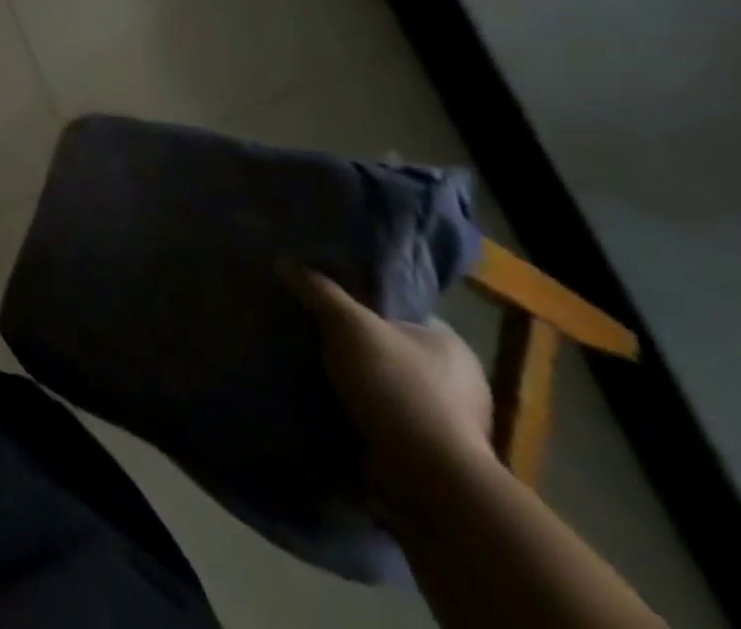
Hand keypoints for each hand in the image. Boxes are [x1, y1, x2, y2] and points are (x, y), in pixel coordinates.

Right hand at [287, 267, 494, 507]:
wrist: (430, 479)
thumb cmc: (398, 387)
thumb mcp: (348, 325)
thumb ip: (318, 291)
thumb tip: (283, 261)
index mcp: (450, 344)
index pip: (398, 311)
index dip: (360, 303)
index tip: (322, 302)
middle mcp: (458, 381)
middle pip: (388, 348)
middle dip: (352, 346)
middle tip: (308, 335)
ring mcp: (447, 423)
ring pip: (384, 386)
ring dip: (353, 383)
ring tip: (308, 370)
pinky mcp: (429, 455)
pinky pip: (383, 420)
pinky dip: (358, 414)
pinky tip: (326, 406)